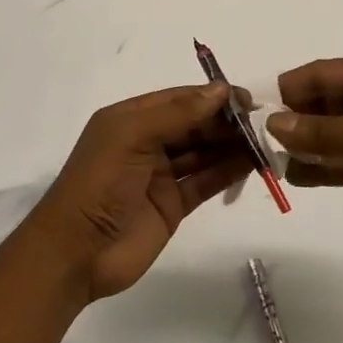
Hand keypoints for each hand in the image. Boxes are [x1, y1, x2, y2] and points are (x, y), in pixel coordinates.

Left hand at [25, 83, 254, 300]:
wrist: (77, 252)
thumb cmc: (99, 183)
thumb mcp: (131, 137)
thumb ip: (177, 114)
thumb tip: (221, 90)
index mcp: (130, 119)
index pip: (177, 100)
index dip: (211, 97)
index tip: (246, 98)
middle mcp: (146, 143)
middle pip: (193, 125)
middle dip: (225, 122)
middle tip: (262, 122)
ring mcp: (160, 175)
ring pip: (202, 153)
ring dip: (231, 146)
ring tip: (265, 140)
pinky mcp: (172, 205)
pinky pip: (205, 182)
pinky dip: (228, 172)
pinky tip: (253, 164)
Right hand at [268, 58, 342, 250]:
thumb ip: (324, 133)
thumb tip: (273, 124)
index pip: (320, 75)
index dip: (287, 91)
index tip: (255, 115)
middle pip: (321, 106)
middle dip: (292, 122)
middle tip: (258, 146)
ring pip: (330, 138)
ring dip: (304, 148)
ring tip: (273, 165)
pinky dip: (321, 170)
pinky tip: (297, 179)